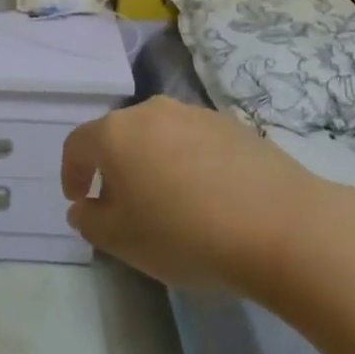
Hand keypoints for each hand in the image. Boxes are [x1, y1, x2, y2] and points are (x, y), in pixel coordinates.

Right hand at [60, 97, 328, 291]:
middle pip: (118, 136)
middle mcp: (152, 112)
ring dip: (152, 164)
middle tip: (123, 206)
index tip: (79, 202)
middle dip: (113, 169)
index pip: (76, 146)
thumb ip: (90, 222)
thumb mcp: (122, 242)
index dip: (71, 174)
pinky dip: (189, 164)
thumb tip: (84, 207)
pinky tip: (208, 199)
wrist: (283, 228)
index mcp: (115, 133)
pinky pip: (195, 143)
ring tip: (169, 203)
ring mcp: (196, 114)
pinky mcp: (234, 126)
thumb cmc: (186, 235)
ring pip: (158, 137)